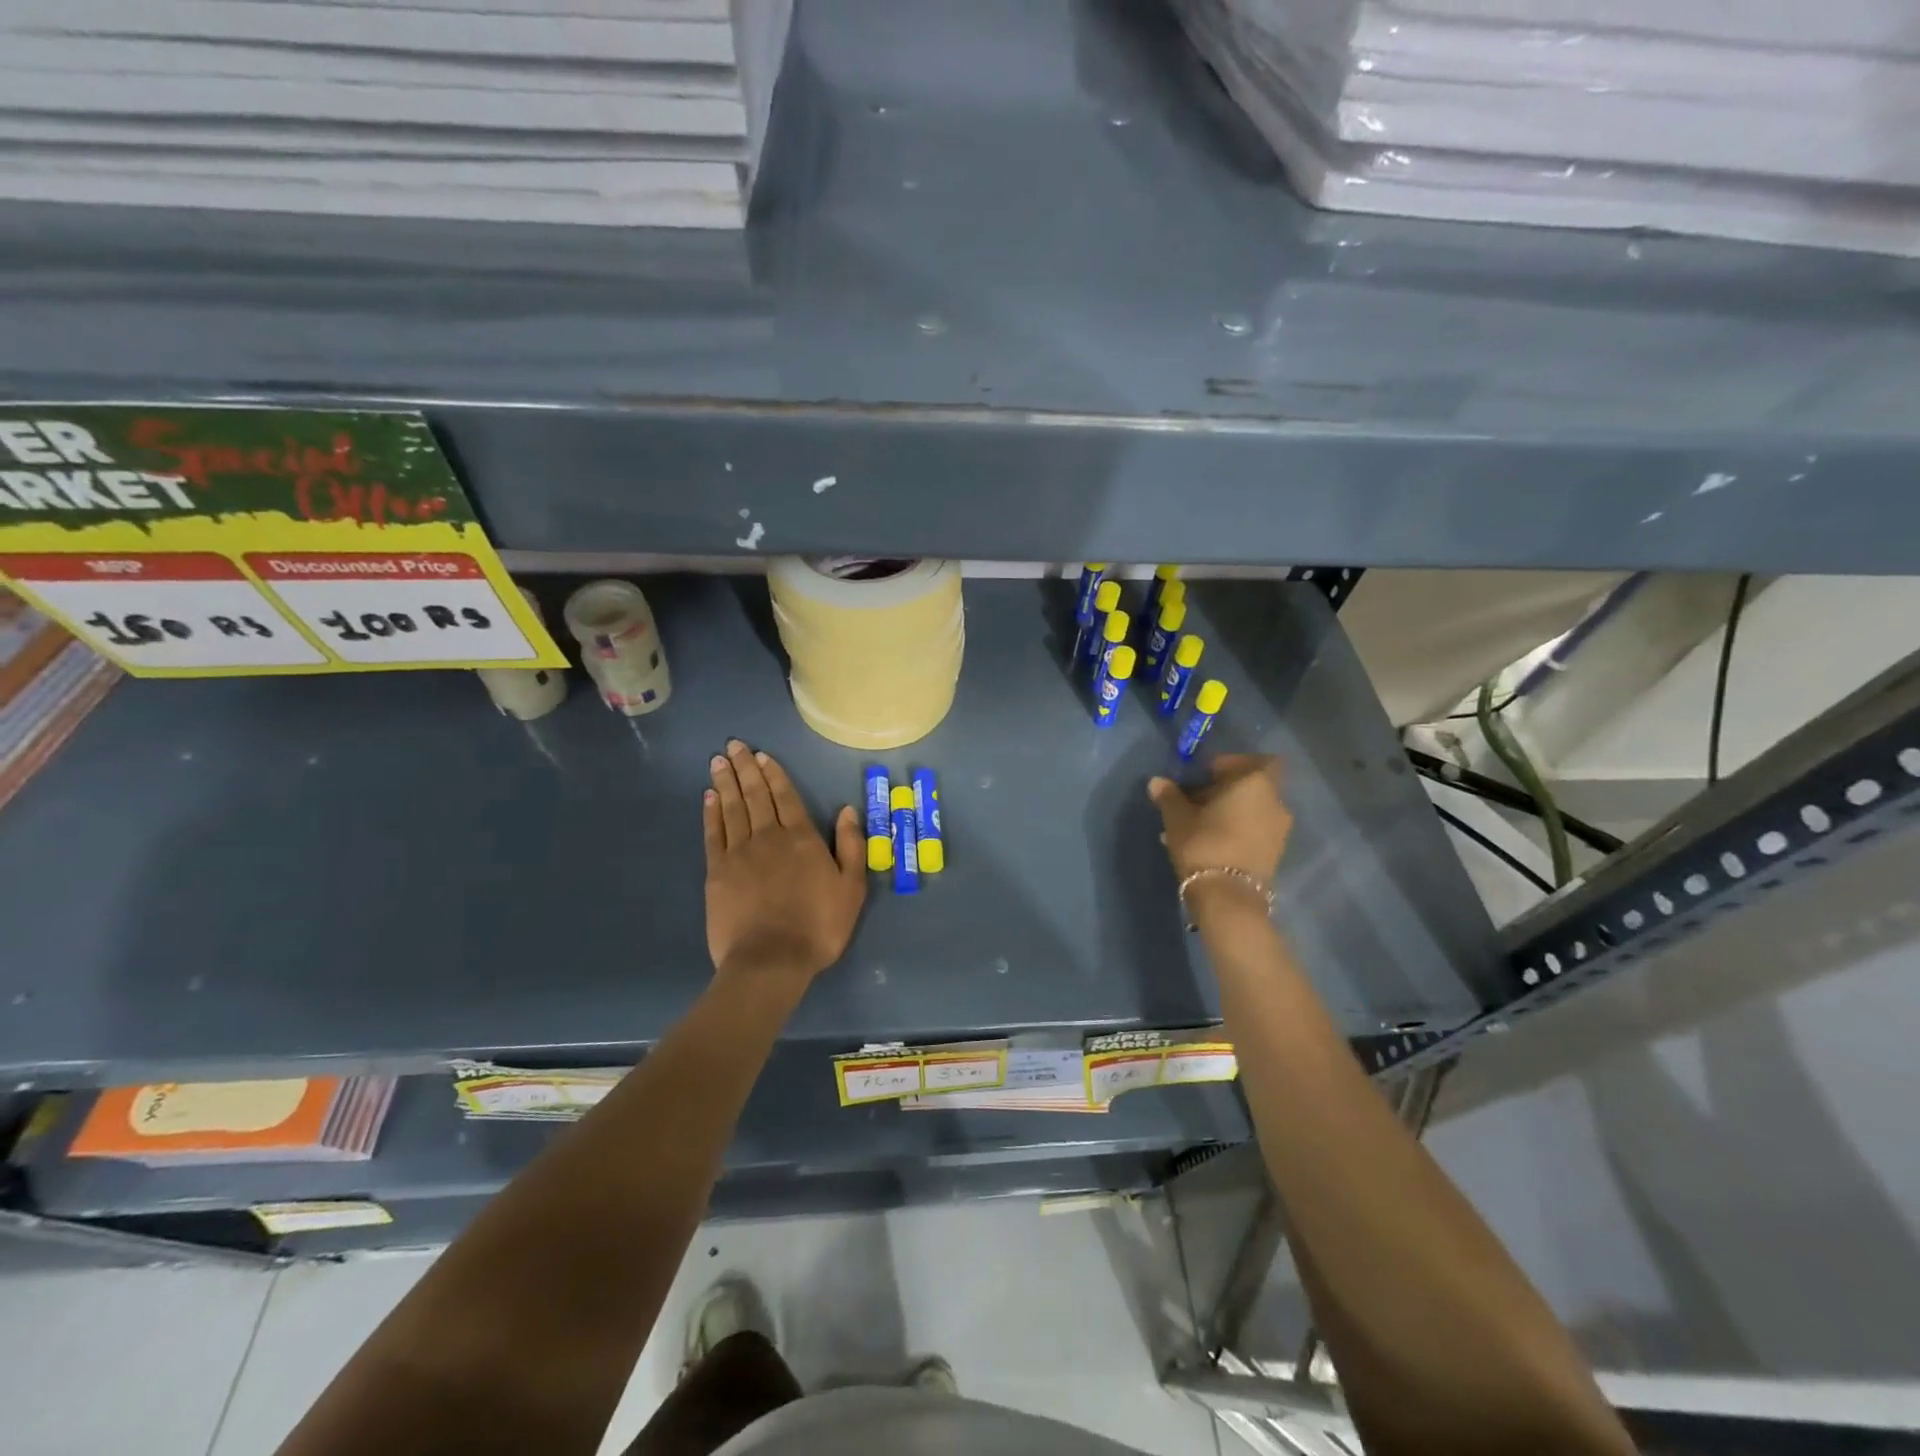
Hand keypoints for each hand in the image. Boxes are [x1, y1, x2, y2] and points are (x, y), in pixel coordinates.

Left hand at [704, 739, 865, 984]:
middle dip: (745, 768)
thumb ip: (851, 847)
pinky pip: (713, 834)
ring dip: (725, 782)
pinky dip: (711, 812)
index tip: (761, 755)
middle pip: (755, 795)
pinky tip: (708, 797)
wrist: (771, 960)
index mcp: (802, 839)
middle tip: (734, 745)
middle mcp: (769, 837)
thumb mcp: (851, 888)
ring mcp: (739, 853)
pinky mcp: (717, 872)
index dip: (774, 774)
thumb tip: (848, 810)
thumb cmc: (818, 926)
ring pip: (732, 808)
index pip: (786, 797)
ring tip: (718, 761)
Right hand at [1148, 755, 1291, 891]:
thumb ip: (1169, 796)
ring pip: (1252, 810)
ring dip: (1229, 811)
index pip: (1255, 760)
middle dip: (1225, 790)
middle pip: (1252, 786)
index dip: (1232, 764)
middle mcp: (1276, 802)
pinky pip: (1254, 830)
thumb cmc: (1205, 843)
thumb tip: (1157, 782)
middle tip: (1195, 800)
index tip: (1205, 775)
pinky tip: (1209, 842)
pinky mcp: (1274, 853)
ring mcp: (1279, 830)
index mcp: (1256, 783)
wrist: (1228, 897)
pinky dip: (1236, 829)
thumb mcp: (1178, 817)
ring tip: (1197, 824)